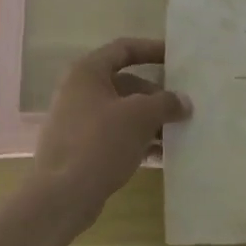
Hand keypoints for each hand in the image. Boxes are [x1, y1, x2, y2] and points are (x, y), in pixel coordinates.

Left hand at [28, 37, 189, 231]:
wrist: (62, 196)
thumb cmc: (100, 142)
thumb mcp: (140, 116)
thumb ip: (165, 103)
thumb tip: (183, 101)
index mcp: (88, 72)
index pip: (124, 49)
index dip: (151, 50)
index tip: (176, 58)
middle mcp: (79, 90)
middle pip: (125, 83)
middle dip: (155, 96)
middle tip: (182, 108)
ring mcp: (77, 121)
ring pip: (121, 112)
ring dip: (149, 121)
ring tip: (177, 134)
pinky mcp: (79, 149)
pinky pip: (114, 135)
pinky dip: (136, 140)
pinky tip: (160, 155)